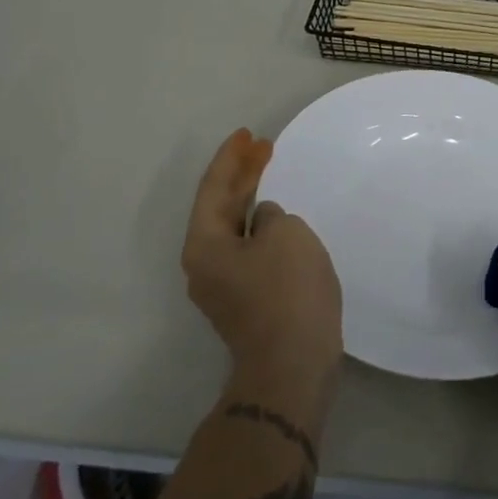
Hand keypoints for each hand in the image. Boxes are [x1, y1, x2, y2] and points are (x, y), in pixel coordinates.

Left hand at [183, 129, 343, 413]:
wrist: (293, 364)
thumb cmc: (287, 291)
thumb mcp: (286, 235)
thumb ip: (271, 215)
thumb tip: (263, 223)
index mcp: (204, 244)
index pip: (214, 188)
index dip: (231, 158)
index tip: (247, 134)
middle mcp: (204, 264)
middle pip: (220, 208)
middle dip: (241, 176)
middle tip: (263, 147)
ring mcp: (223, 286)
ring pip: (235, 229)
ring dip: (252, 201)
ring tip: (271, 176)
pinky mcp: (246, 301)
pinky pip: (249, 250)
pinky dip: (261, 227)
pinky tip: (280, 220)